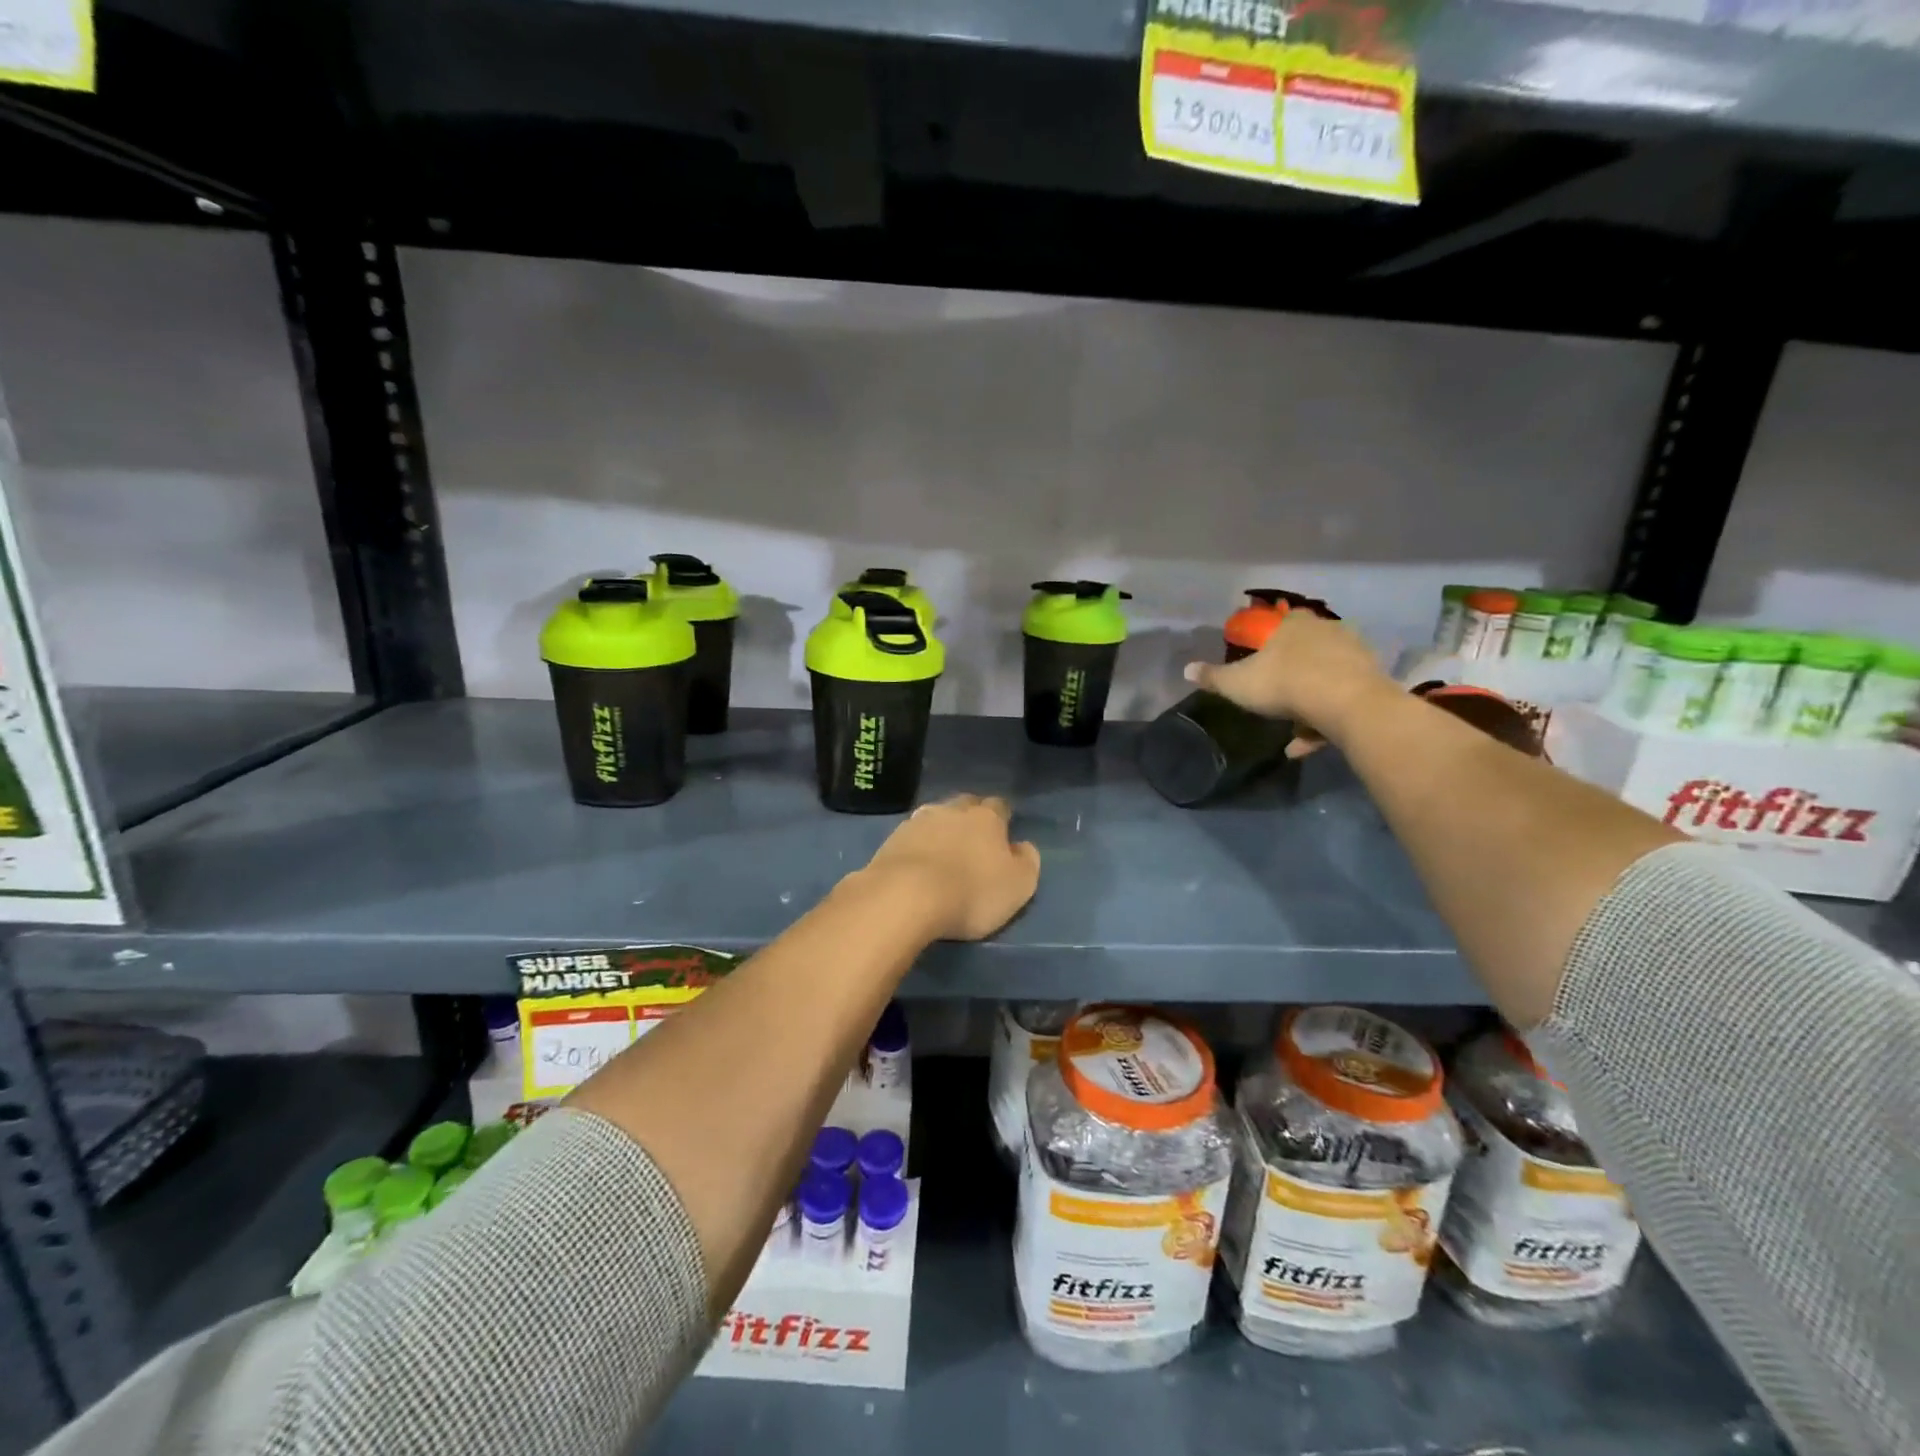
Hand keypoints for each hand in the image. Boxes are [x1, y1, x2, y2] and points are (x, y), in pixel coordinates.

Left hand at [857, 794, 1040, 940]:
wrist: (905, 896)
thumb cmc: (971, 892)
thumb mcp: (1018, 885)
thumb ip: (1027, 862)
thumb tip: (1024, 846)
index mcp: (987, 817)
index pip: (999, 806)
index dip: (1002, 819)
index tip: (1002, 835)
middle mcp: (952, 810)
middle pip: (965, 805)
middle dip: (970, 818)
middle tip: (973, 841)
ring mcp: (917, 821)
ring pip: (935, 816)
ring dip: (941, 829)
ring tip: (943, 851)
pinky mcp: (891, 839)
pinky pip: (911, 836)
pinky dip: (917, 845)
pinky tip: (917, 862)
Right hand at [1183, 612, 1392, 756]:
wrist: (1346, 703)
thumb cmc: (1284, 683)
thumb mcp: (1237, 683)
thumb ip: (1213, 677)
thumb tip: (1186, 669)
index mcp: (1294, 625)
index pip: (1282, 622)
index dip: (1271, 640)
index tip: (1262, 661)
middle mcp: (1327, 631)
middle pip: (1307, 649)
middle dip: (1292, 672)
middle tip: (1276, 696)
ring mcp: (1354, 655)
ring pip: (1325, 677)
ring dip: (1309, 702)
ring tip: (1292, 732)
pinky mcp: (1372, 681)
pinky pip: (1342, 699)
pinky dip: (1324, 721)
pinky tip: (1305, 746)